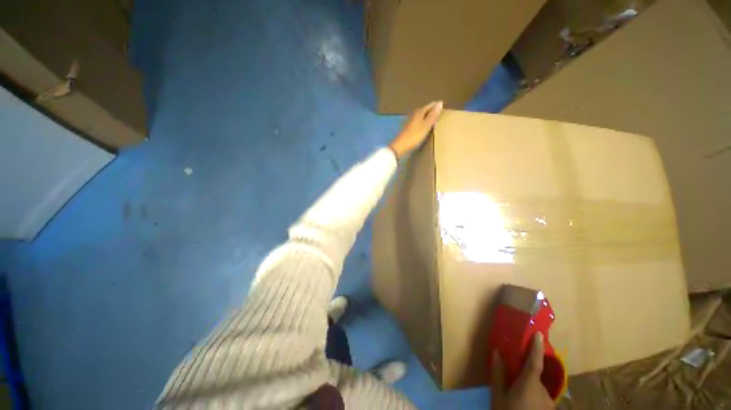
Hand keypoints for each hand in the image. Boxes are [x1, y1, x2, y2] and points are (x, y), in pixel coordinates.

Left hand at [389, 101, 443, 158]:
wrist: (401, 146)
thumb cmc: (415, 135)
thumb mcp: (426, 125)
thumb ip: (433, 115)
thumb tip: (440, 102)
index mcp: (419, 112)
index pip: (430, 105)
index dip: (436, 107)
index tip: (443, 109)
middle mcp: (414, 114)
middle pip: (425, 110)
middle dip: (432, 112)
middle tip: (440, 115)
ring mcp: (411, 122)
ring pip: (421, 117)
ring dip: (427, 118)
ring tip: (434, 122)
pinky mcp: (409, 129)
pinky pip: (419, 123)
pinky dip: (423, 124)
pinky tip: (425, 129)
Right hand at [491, 333, 554, 409]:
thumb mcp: (498, 396)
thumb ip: (498, 374)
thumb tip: (497, 353)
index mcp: (529, 384)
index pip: (535, 361)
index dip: (536, 347)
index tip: (538, 333)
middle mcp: (544, 391)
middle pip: (535, 376)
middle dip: (526, 374)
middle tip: (514, 378)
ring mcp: (550, 403)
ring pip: (539, 388)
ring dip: (530, 387)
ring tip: (518, 398)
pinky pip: (542, 398)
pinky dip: (534, 397)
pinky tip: (525, 405)